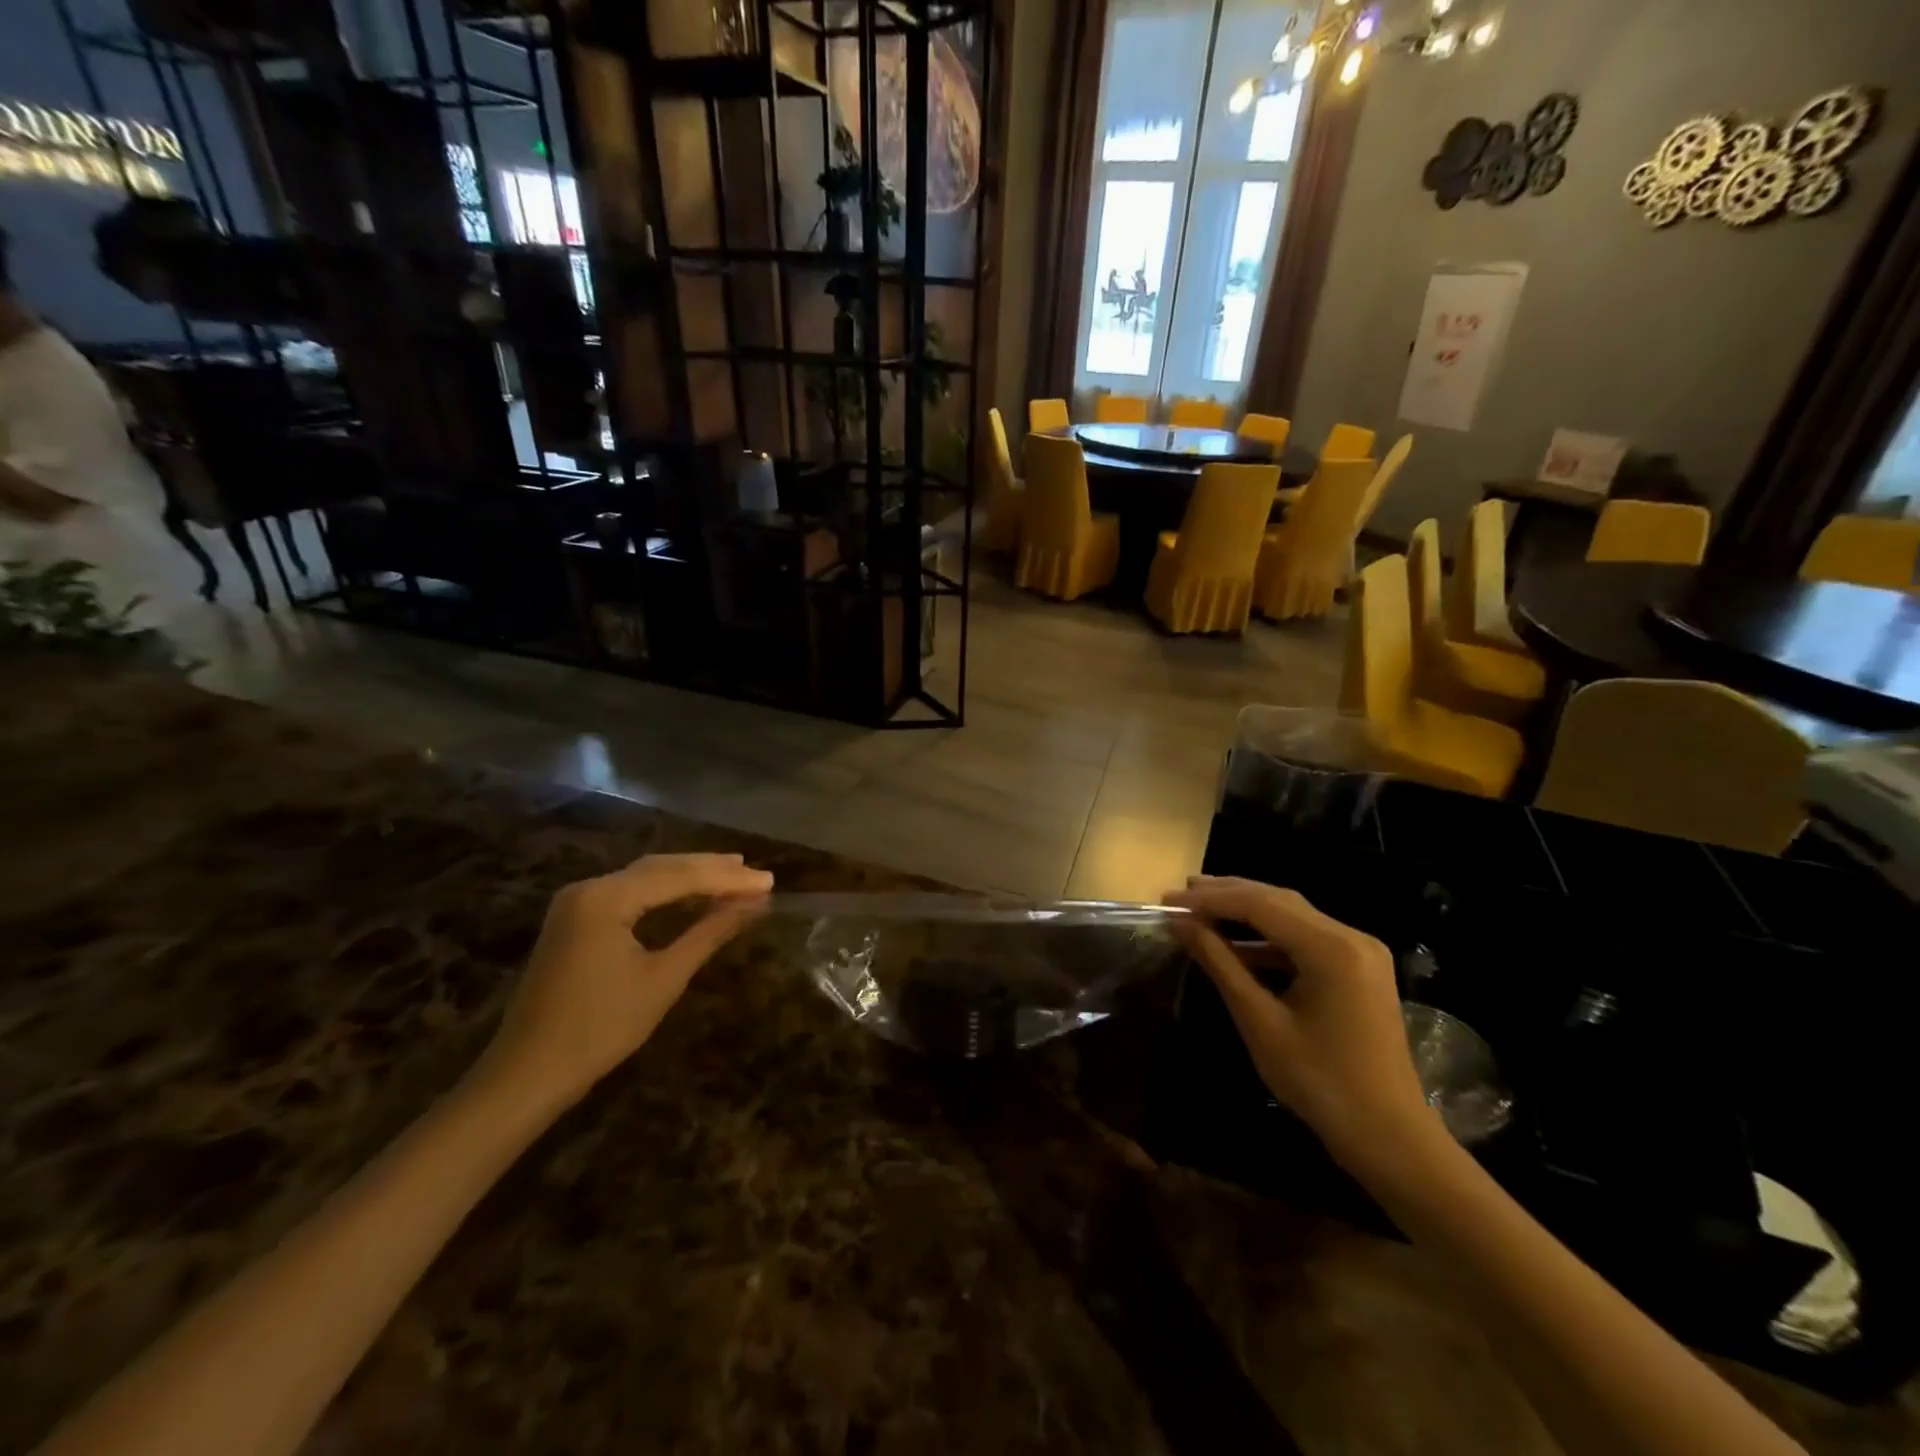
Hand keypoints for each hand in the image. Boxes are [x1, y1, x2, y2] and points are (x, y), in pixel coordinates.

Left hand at [475, 852, 771, 1111]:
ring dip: (690, 877)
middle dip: (711, 870)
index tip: (769, 882)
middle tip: (758, 875)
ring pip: (645, 878)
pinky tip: (691, 896)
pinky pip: (629, 894)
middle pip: (661, 868)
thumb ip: (709, 933)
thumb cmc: (599, 1029)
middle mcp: (588, 888)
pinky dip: (665, 893)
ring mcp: (577, 903)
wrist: (527, 1076)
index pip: (679, 877)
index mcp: (605, 897)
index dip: (728, 879)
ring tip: (734, 876)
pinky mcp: (575, 920)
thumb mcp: (663, 979)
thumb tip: (754, 904)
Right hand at [1166, 876, 1439, 1172]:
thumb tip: (1180, 922)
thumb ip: (1219, 963)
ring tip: (1200, 909)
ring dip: (1246, 912)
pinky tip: (1236, 944)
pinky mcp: (1359, 970)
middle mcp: (1351, 937)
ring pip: (1292, 916)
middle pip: (1279, 901)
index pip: (1260, 904)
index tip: (1168, 900)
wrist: (1390, 1138)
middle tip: (1179, 894)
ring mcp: (1360, 952)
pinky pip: (1307, 939)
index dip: (1211, 899)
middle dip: (1227, 895)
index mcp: (1331, 947)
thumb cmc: (1320, 1082)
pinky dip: (1269, 938)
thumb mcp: (1259, 1020)